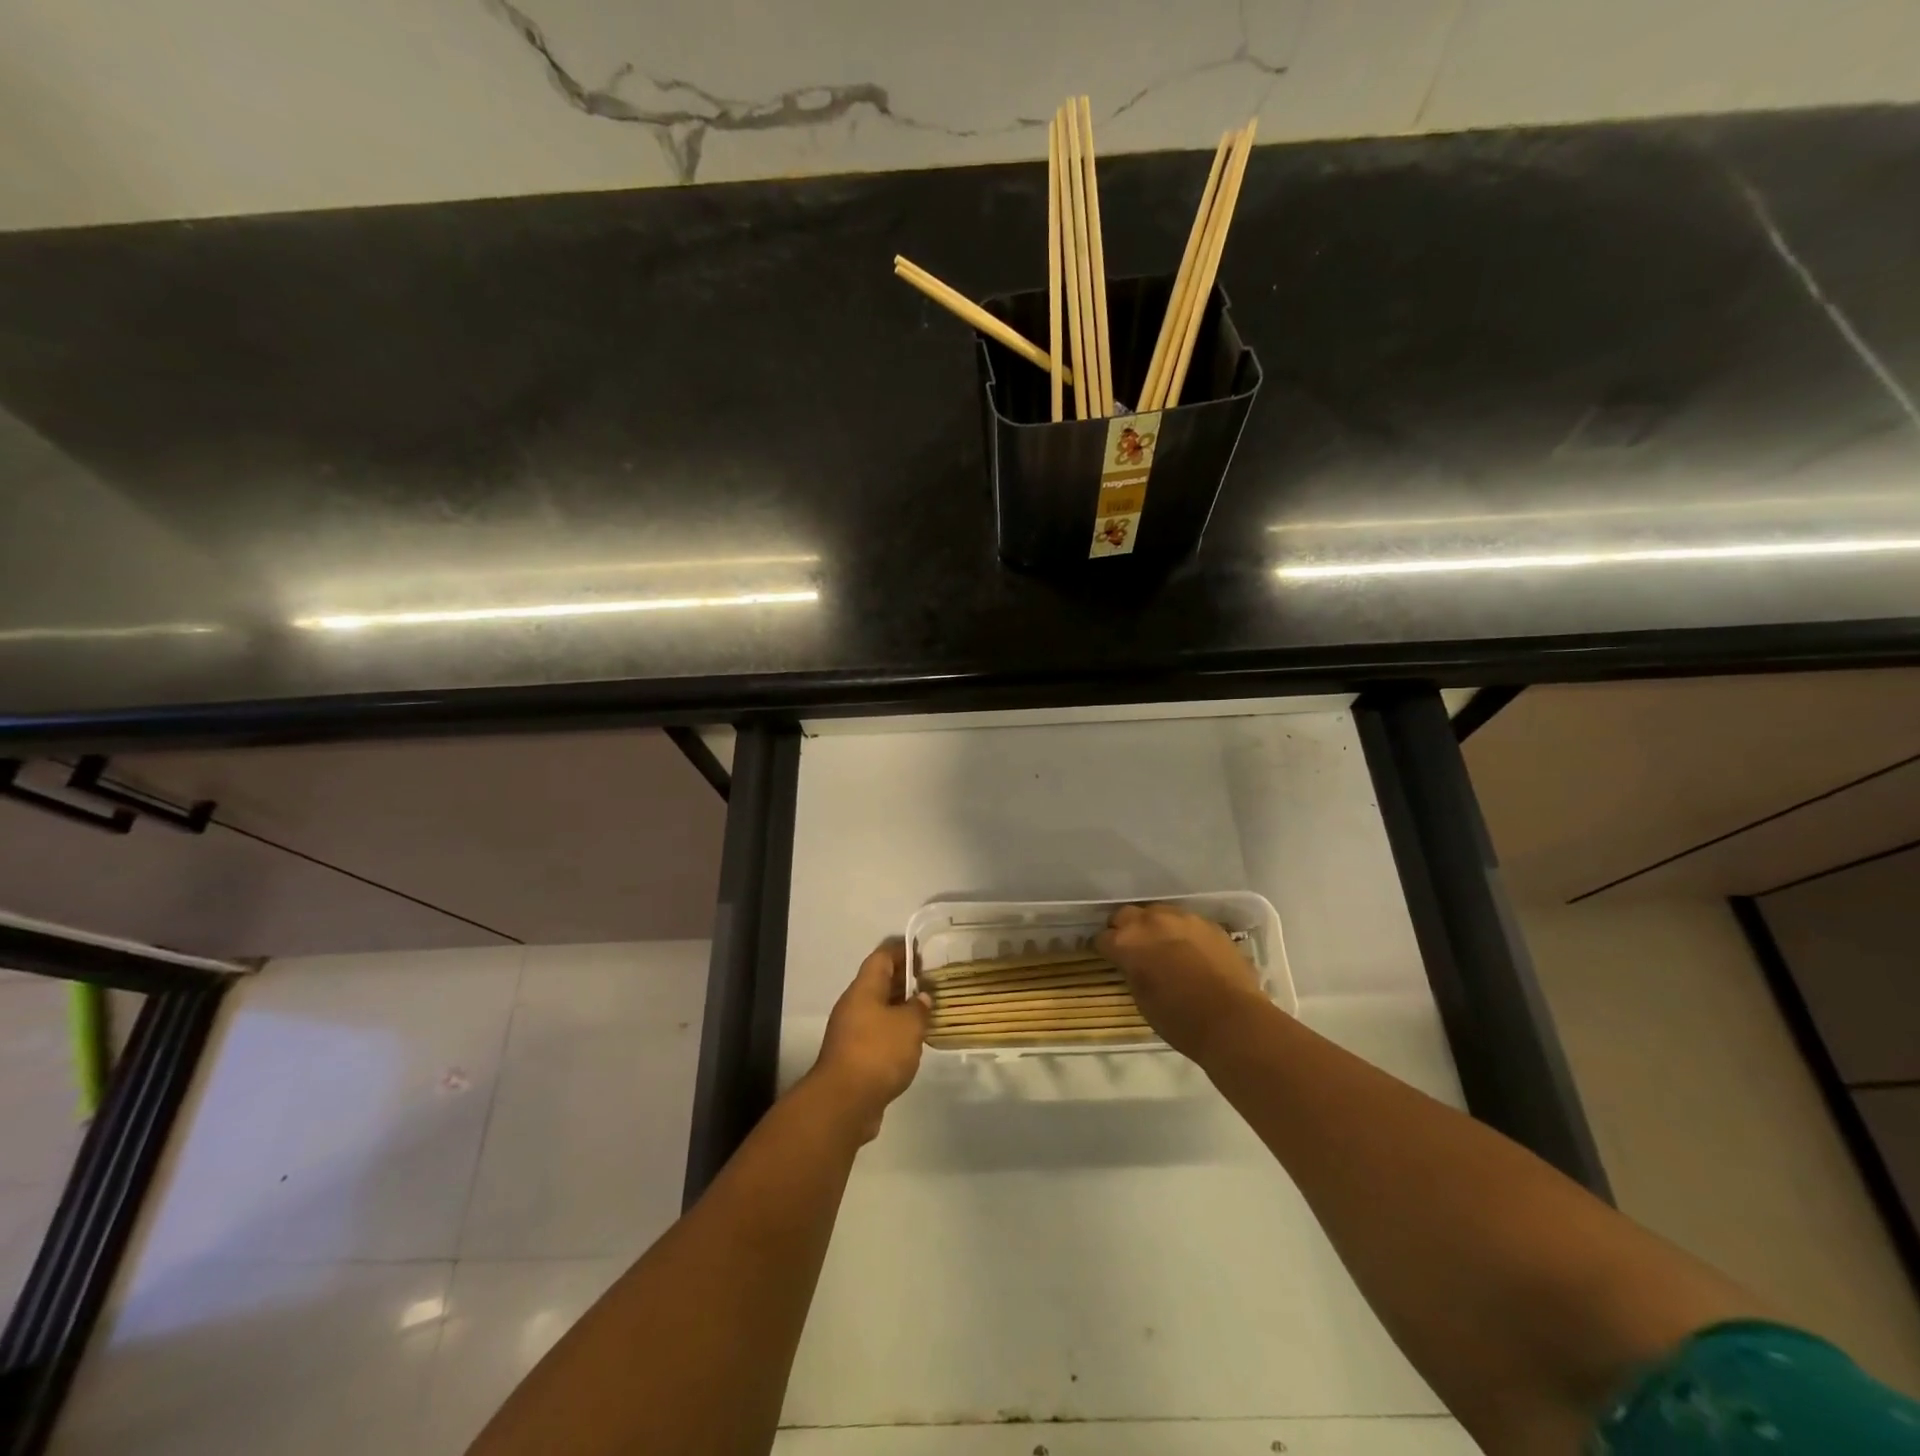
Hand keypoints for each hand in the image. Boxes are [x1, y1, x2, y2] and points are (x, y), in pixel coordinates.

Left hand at [807, 941, 930, 1141]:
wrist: (844, 1103)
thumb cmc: (877, 1052)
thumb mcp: (908, 1025)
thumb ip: (919, 1008)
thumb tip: (922, 998)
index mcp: (863, 989)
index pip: (882, 957)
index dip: (902, 950)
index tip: (923, 951)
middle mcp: (854, 1005)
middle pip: (879, 982)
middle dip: (904, 980)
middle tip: (932, 982)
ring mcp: (851, 1032)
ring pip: (879, 1010)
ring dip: (901, 1008)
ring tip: (927, 1012)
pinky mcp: (854, 1057)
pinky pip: (877, 1033)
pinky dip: (895, 1032)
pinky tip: (913, 1041)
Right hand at [1095, 903, 1267, 1063]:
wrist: (1232, 1020)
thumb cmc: (1179, 1019)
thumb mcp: (1141, 998)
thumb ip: (1133, 971)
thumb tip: (1135, 964)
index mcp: (1127, 942)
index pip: (1102, 938)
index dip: (1104, 949)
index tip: (1109, 959)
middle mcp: (1151, 921)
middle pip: (1126, 915)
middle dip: (1125, 929)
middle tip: (1133, 949)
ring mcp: (1183, 918)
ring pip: (1159, 913)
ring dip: (1155, 927)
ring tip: (1164, 947)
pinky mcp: (1210, 924)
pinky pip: (1187, 922)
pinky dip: (1183, 934)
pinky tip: (1191, 952)